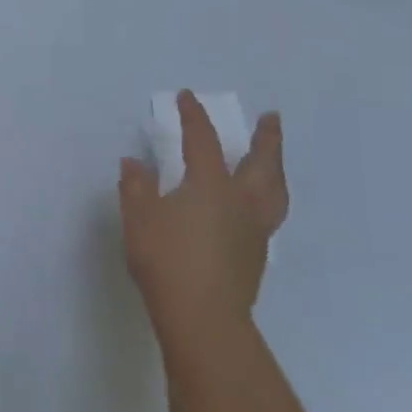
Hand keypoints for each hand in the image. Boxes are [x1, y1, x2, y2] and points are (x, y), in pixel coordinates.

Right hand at [118, 91, 287, 355]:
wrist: (202, 315)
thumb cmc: (165, 260)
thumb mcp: (138, 218)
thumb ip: (136, 187)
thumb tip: (134, 163)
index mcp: (210, 186)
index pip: (203, 141)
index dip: (194, 117)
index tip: (187, 97)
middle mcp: (240, 201)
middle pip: (261, 163)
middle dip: (266, 138)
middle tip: (271, 118)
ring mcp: (254, 229)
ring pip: (275, 190)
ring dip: (276, 167)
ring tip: (274, 159)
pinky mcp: (256, 253)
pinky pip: (270, 213)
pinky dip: (269, 196)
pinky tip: (256, 203)